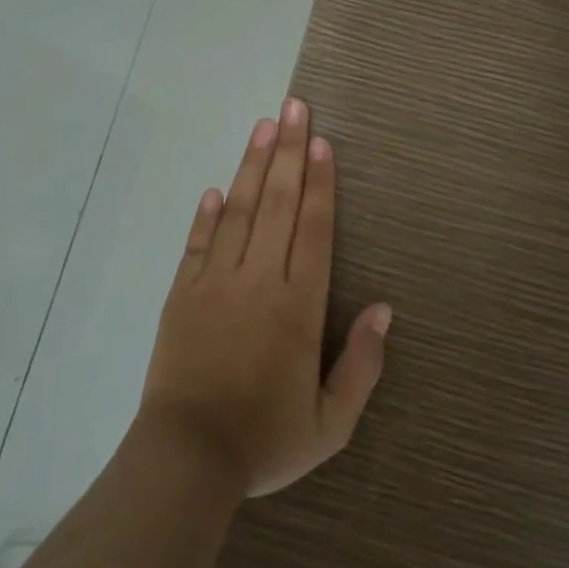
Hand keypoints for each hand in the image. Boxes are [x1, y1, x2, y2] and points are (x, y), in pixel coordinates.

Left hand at [140, 98, 392, 497]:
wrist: (186, 460)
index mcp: (298, 306)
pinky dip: (207, 213)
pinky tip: (216, 188)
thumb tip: (384, 309)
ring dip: (252, 165)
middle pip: (276, 203)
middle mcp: (259, 280)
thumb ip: (361, 364)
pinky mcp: (183, 293)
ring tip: (263, 126)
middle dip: (287, 151)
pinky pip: (198, 242)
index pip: (313, 228)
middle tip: (293, 107)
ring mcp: (216, 282)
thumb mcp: (331, 423)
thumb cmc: (265, 439)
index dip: (319, 182)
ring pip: (238, 210)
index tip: (321, 142)